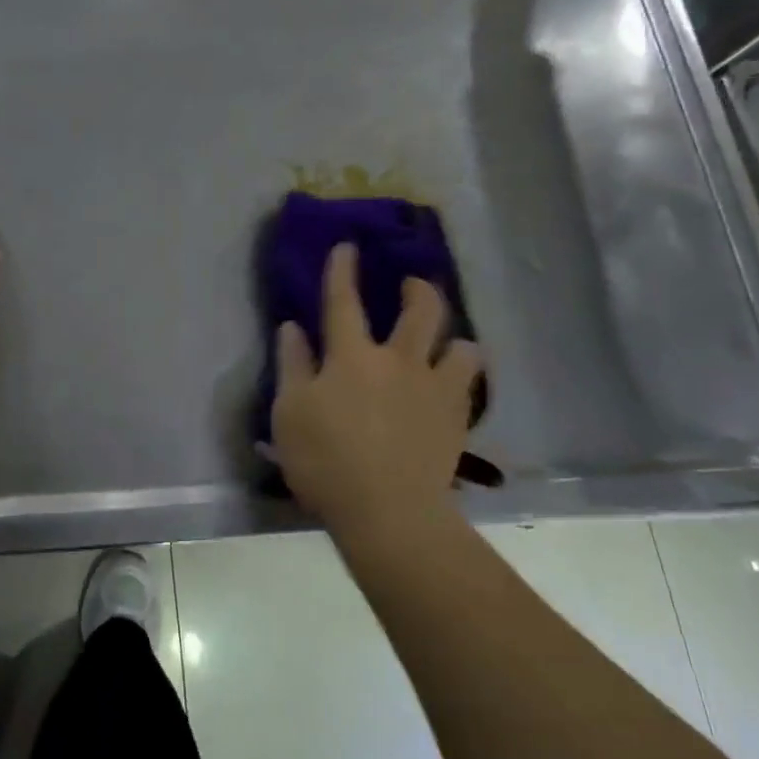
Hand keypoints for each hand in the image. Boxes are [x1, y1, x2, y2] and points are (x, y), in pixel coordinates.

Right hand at [269, 243, 483, 541]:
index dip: (342, 270)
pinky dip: (462, 377)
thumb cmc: (325, 462)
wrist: (388, 512)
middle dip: (418, 289)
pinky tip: (453, 386)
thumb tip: (292, 327)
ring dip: (453, 338)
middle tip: (413, 285)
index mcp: (351, 356)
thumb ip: (293, 365)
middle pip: (420, 310)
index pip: (343, 301)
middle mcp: (398, 360)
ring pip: (460, 346)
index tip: (347, 246)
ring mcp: (434, 388)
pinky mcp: (456, 418)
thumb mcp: (290, 413)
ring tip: (448, 344)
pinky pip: (469, 385)